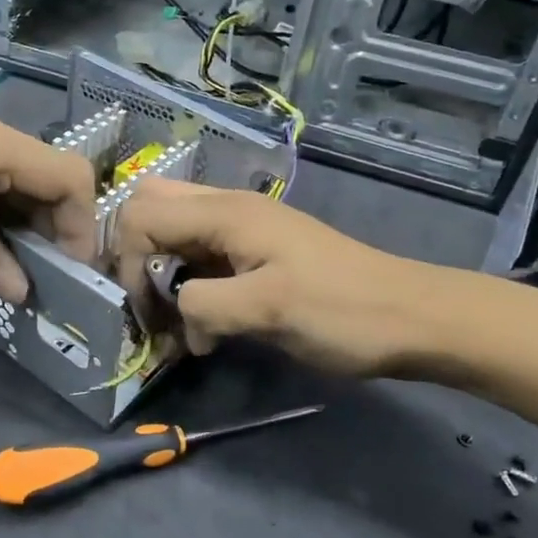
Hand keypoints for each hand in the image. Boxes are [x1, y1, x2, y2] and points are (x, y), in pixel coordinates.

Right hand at [112, 178, 467, 376]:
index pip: (140, 214)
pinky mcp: (256, 253)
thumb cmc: (341, 310)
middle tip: (147, 303)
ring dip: (160, 274)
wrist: (412, 317)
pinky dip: (187, 286)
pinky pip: (201, 257)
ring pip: (174, 234)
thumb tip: (176, 316)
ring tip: (172, 325)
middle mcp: (227, 209)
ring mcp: (243, 230)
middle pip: (151, 209)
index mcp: (225, 213)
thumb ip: (203, 305)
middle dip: (134, 255)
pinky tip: (202, 328)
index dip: (126, 260)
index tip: (145, 309)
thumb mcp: (268, 311)